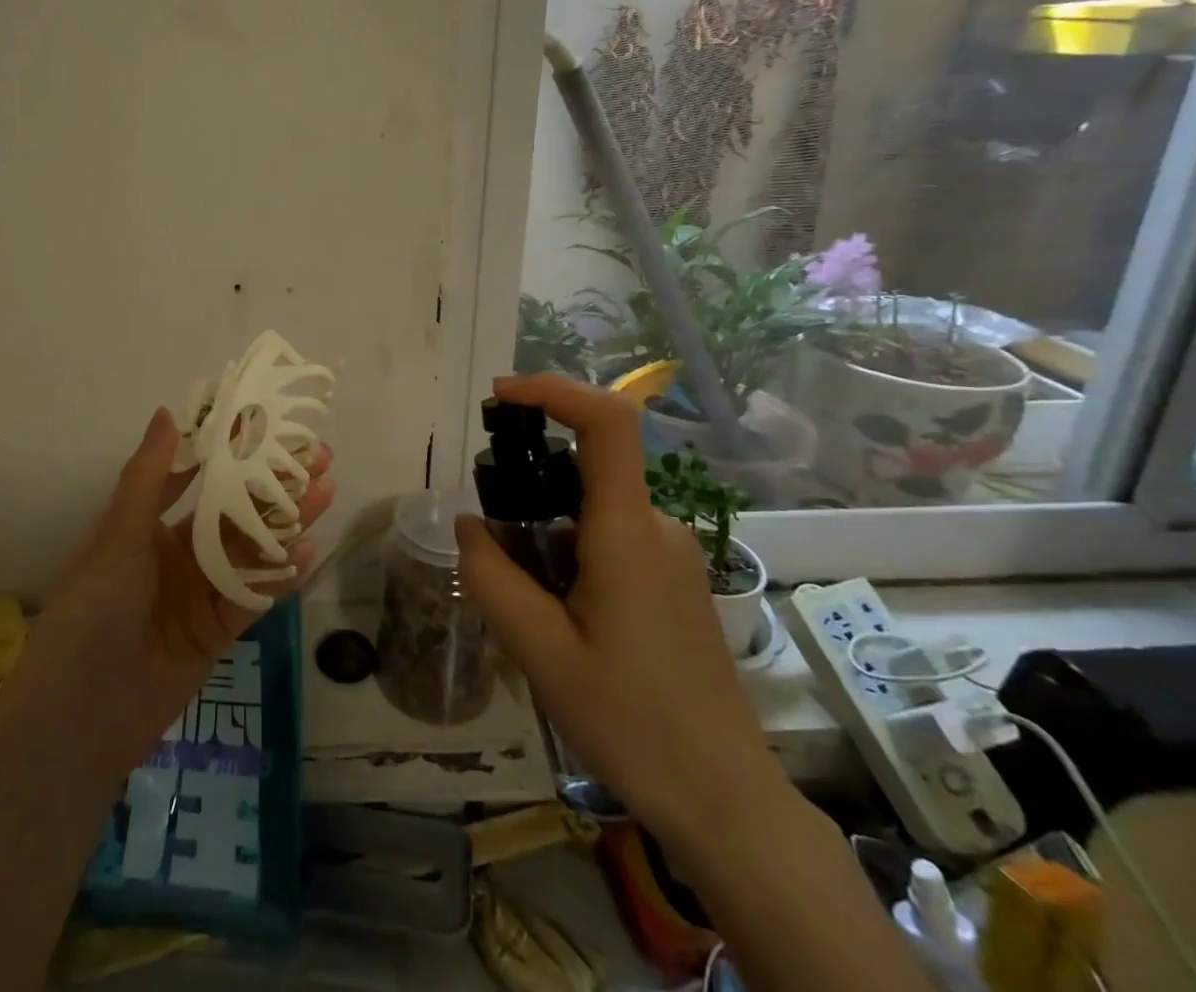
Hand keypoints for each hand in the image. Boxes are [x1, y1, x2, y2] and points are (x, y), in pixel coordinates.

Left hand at [16, 407, 334, 770]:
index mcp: (148, 524)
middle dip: (274, 485)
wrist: (80, 715)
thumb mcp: (118, 535)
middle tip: (320, 460)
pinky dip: (279, 574)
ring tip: (326, 492)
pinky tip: (307, 549)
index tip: (273, 428)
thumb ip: (148, 475)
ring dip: (287, 522)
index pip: (200, 477)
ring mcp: (199, 593)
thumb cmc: (92, 609)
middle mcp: (178, 553)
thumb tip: (168, 411)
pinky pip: (253, 595)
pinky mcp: (217, 632)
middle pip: (236, 511)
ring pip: (251, 549)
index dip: (236, 453)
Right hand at [455, 374, 791, 850]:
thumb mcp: (539, 651)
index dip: (553, 390)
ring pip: (592, 508)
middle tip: (494, 545)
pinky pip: (611, 537)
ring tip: (525, 602)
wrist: (727, 805)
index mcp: (628, 533)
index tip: (499, 397)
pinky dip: (568, 550)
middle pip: (586, 467)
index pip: (607, 423)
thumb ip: (491, 576)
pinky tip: (558, 616)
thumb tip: (467, 524)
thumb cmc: (632, 723)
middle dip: (528, 483)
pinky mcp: (674, 582)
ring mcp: (672, 555)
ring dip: (545, 528)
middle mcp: (657, 529)